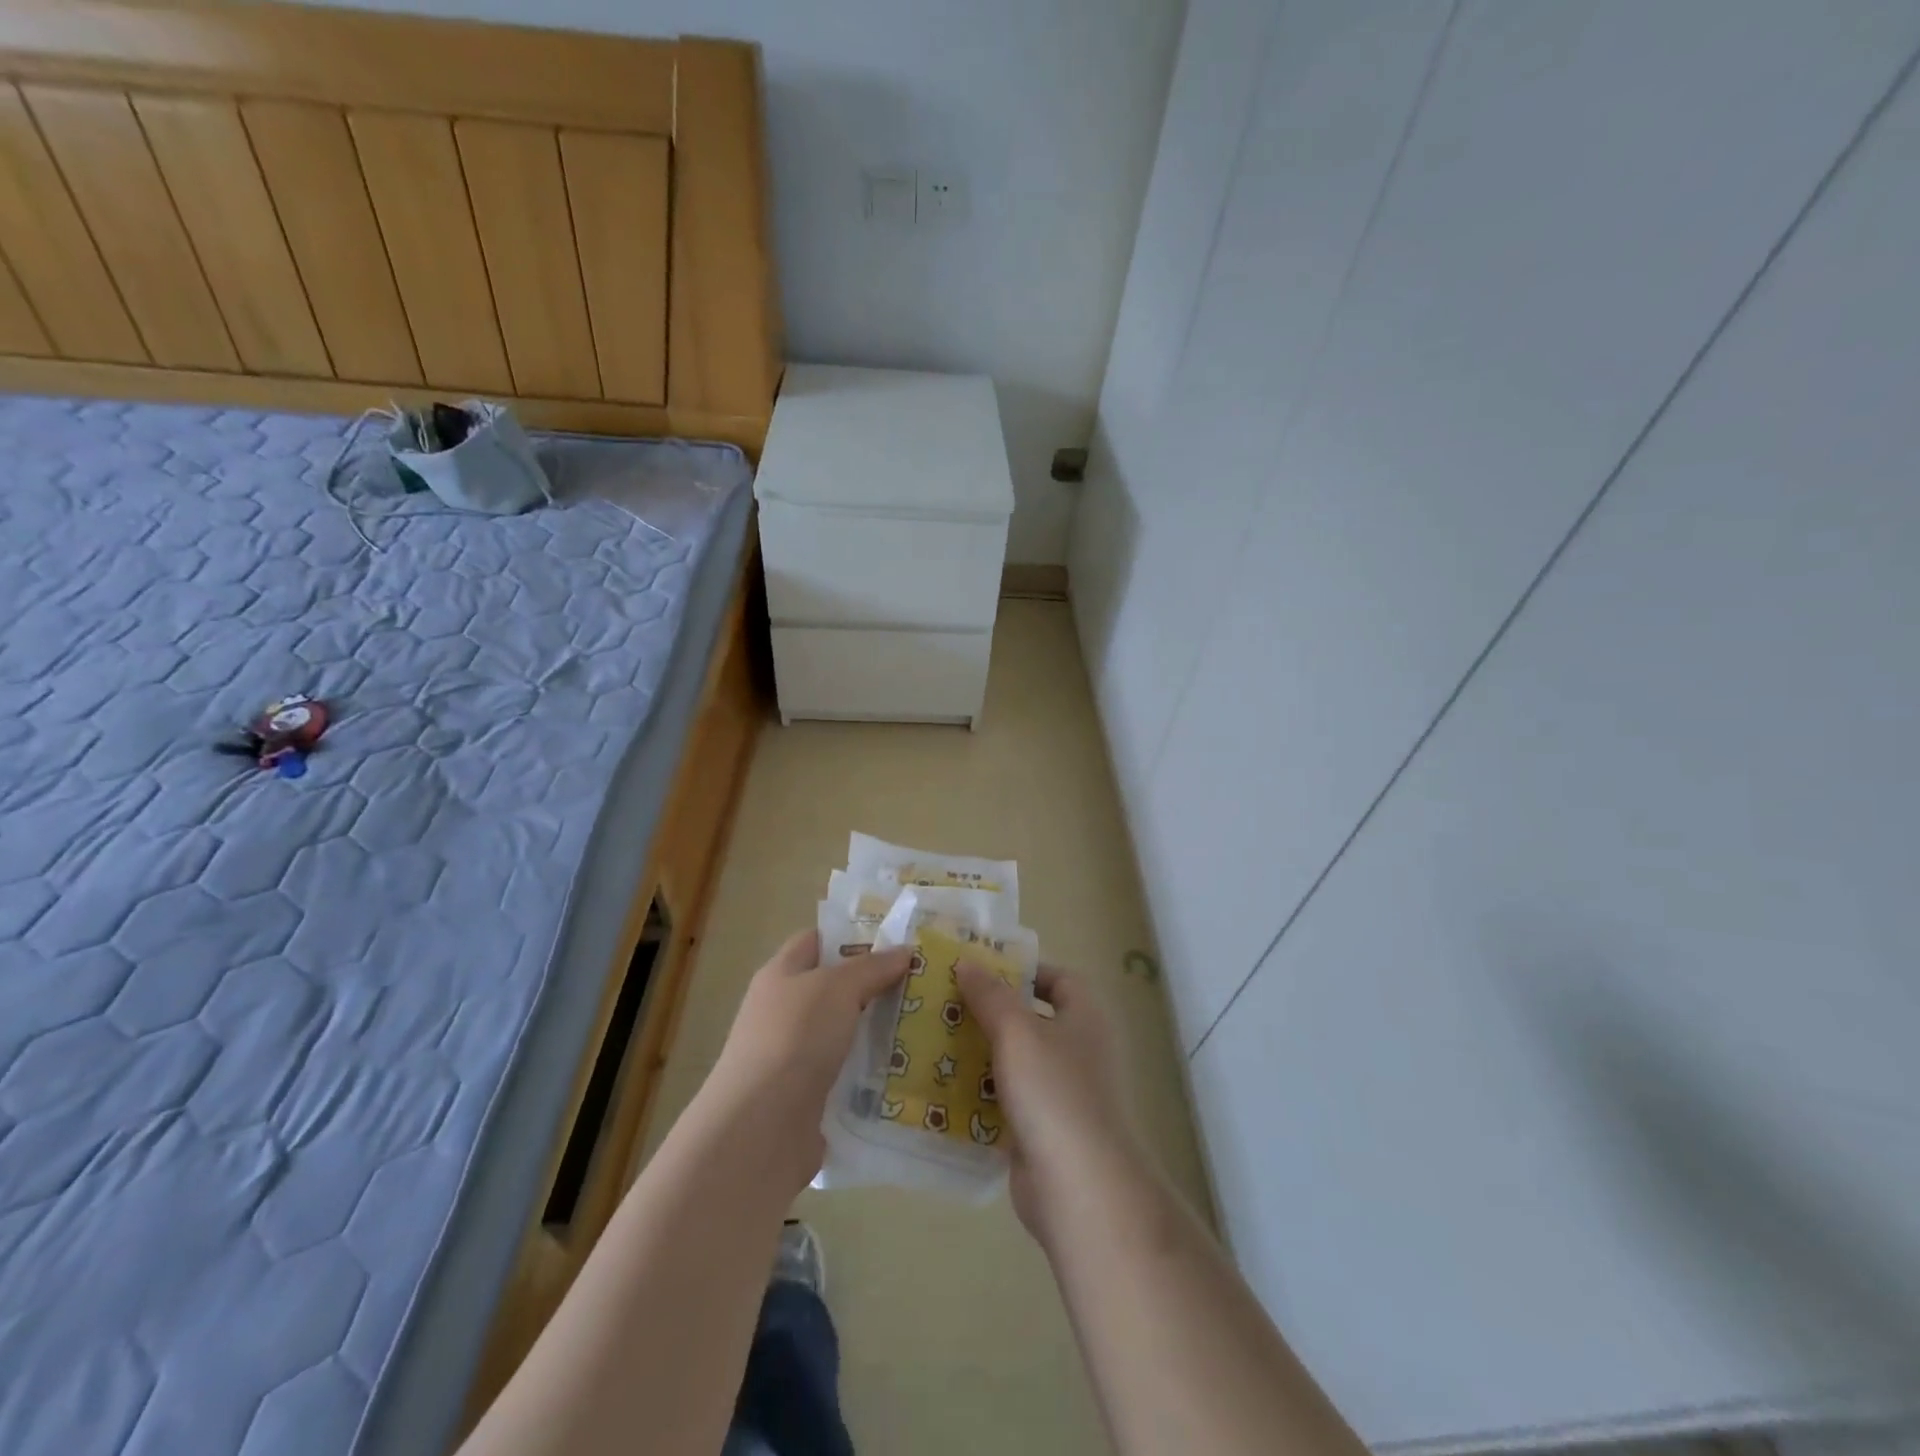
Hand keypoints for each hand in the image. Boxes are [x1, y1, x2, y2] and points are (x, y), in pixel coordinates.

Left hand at [701, 930, 911, 1194]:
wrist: (760, 1129)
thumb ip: (872, 967)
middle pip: (835, 988)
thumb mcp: (837, 988)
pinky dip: (873, 1072)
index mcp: (781, 975)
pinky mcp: (808, 1097)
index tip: (896, 940)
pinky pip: (848, 1074)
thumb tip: (904, 951)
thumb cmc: (795, 1039)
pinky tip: (907, 1070)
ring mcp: (794, 1057)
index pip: (816, 941)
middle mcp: (784, 1012)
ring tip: (926, 1025)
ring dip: (879, 1031)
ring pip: (845, 1033)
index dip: (852, 936)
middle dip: (876, 985)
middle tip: (923, 983)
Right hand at [956, 962, 1141, 1246]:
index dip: (1025, 971)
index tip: (983, 970)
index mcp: (1085, 1018)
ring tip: (935, 1040)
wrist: (1079, 1187)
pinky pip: (1007, 1101)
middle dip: (991, 1012)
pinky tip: (943, 1088)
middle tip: (947, 1003)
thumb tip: (968, 962)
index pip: (1060, 979)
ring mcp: (1062, 1094)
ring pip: (1016, 1062)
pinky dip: (980, 1094)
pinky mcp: (1042, 1130)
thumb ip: (990, 995)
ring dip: (981, 1053)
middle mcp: (1079, 1051)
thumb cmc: (1054, 1092)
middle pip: (1032, 1020)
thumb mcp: (1017, 1031)